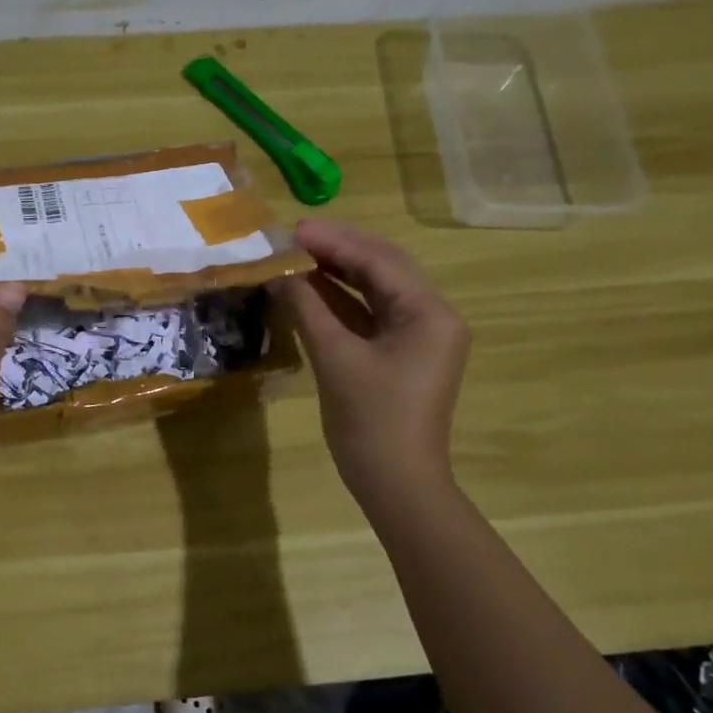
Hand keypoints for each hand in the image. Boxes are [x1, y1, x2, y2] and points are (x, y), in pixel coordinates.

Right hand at [272, 220, 469, 506]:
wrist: (396, 482)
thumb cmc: (370, 419)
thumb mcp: (335, 358)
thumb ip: (307, 308)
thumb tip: (280, 272)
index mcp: (429, 313)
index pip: (380, 261)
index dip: (335, 241)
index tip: (294, 229)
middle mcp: (433, 317)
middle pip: (383, 268)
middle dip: (338, 250)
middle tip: (293, 238)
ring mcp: (419, 337)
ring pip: (376, 291)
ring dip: (337, 274)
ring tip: (296, 257)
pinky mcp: (402, 355)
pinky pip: (371, 317)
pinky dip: (341, 303)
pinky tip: (309, 290)